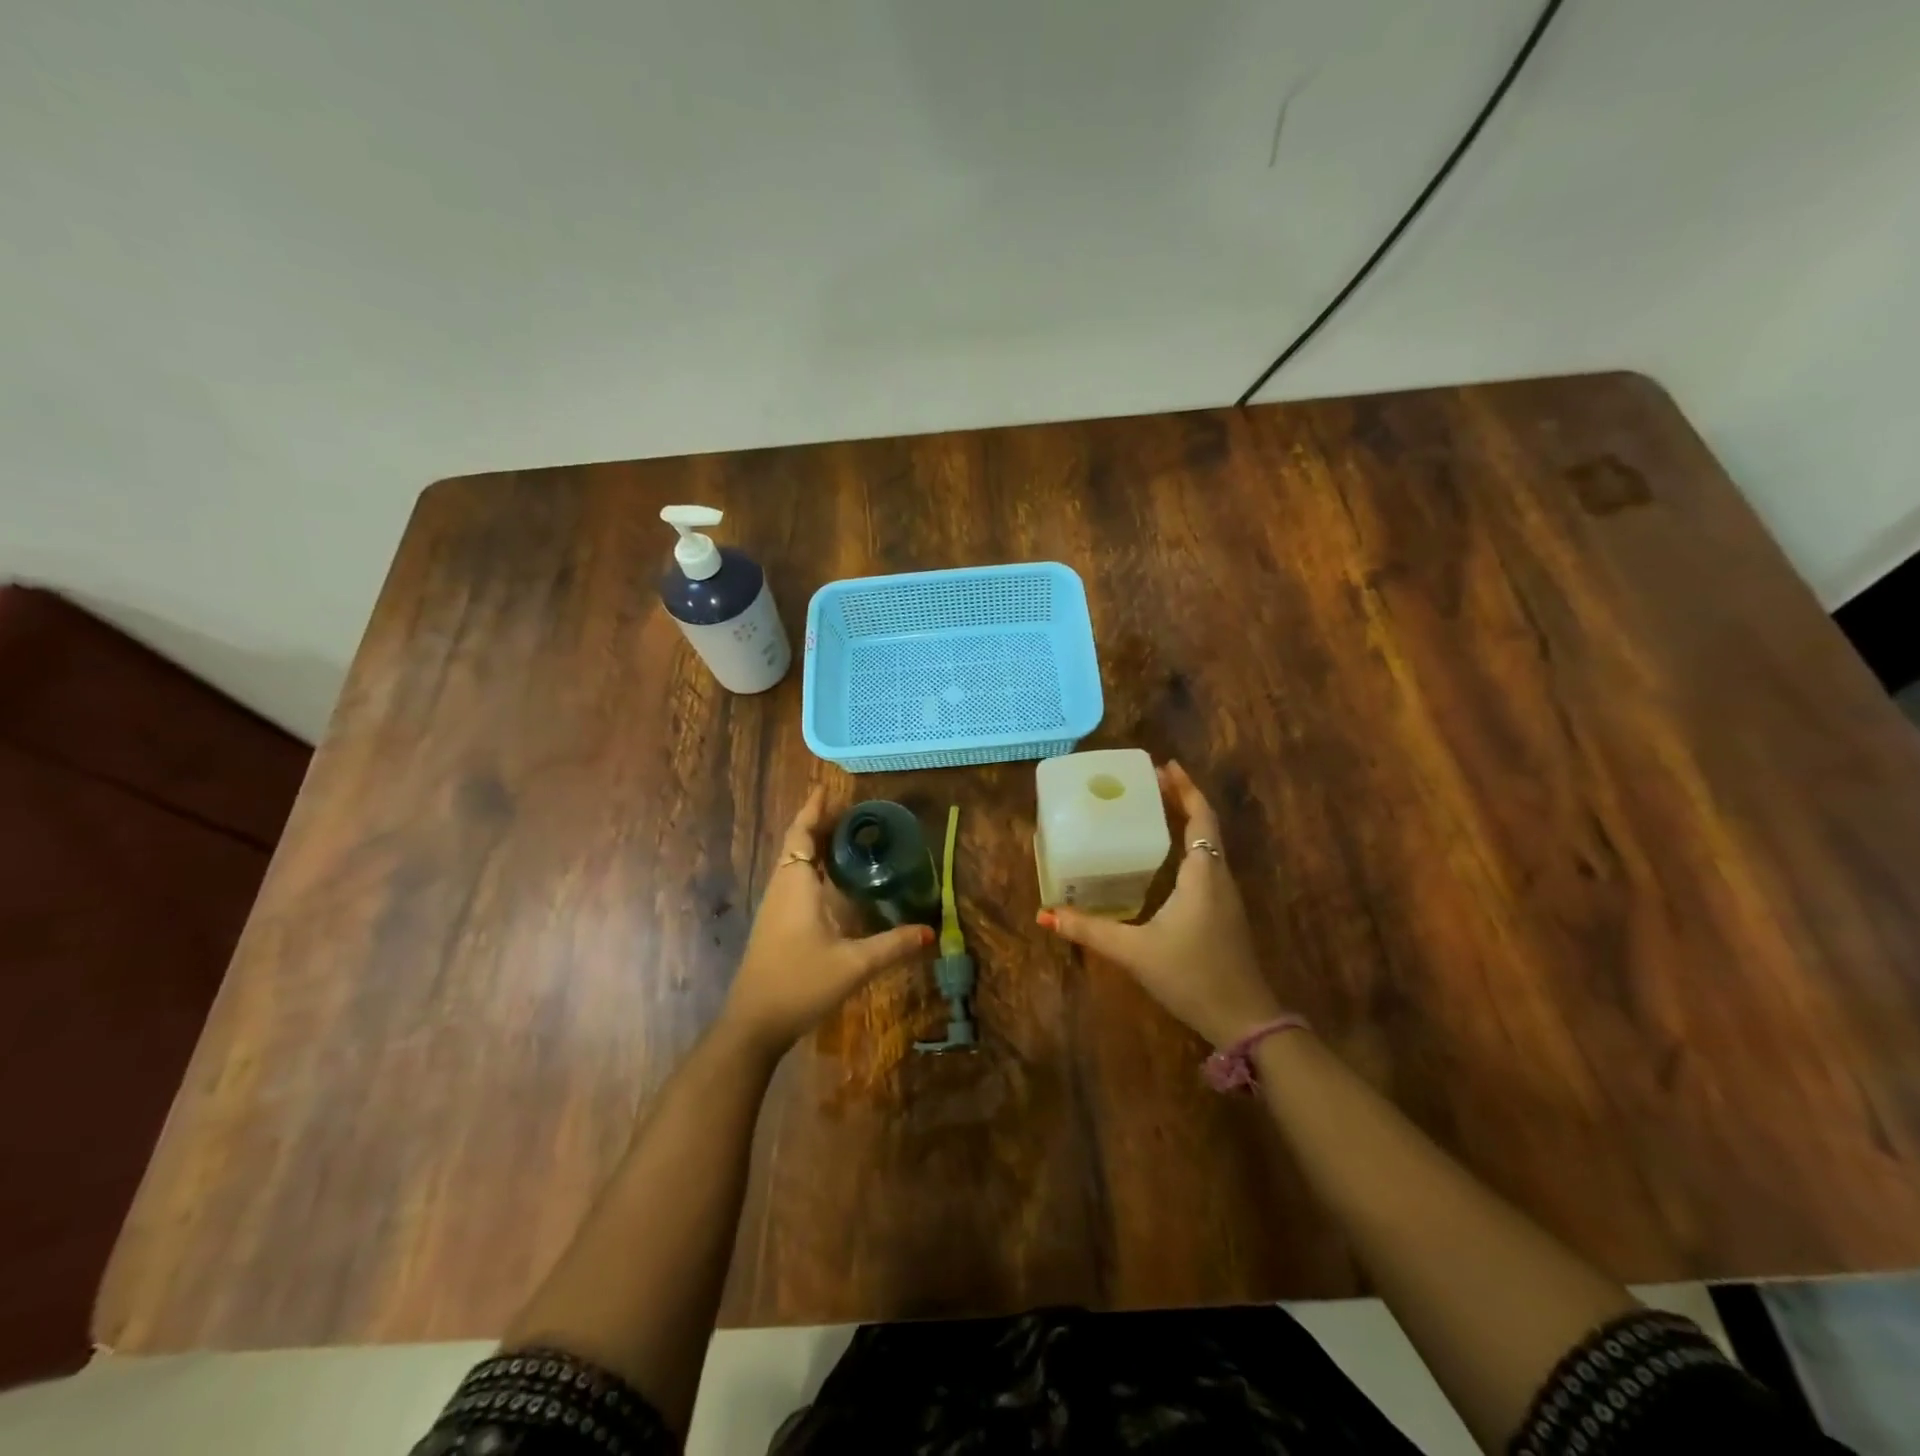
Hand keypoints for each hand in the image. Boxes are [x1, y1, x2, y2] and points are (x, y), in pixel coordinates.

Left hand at [720, 785, 932, 1057]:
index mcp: (796, 886)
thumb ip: (893, 946)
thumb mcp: (853, 965)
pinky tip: (832, 879)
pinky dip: (812, 866)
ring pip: (794, 863)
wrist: (754, 1024)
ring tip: (845, 835)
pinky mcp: (777, 925)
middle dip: (818, 823)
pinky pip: (794, 880)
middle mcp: (783, 889)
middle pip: (797, 844)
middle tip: (850, 809)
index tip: (827, 787)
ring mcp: (776, 908)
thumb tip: (931, 932)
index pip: (802, 835)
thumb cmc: (800, 983)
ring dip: (814, 844)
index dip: (813, 810)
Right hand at [1038, 761, 1285, 1047]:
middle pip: (1205, 825)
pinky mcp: (1223, 914)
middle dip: (1181, 799)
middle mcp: (1218, 877)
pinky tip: (1163, 860)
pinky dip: (1187, 847)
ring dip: (1186, 822)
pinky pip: (1205, 865)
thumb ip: (1090, 931)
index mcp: (1202, 874)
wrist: (1243, 1019)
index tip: (1164, 766)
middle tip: (1149, 782)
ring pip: (1207, 846)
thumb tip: (1046, 915)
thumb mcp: (1135, 951)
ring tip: (1153, 810)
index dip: (1186, 788)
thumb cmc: (1191, 975)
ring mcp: (1225, 897)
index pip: (1200, 817)